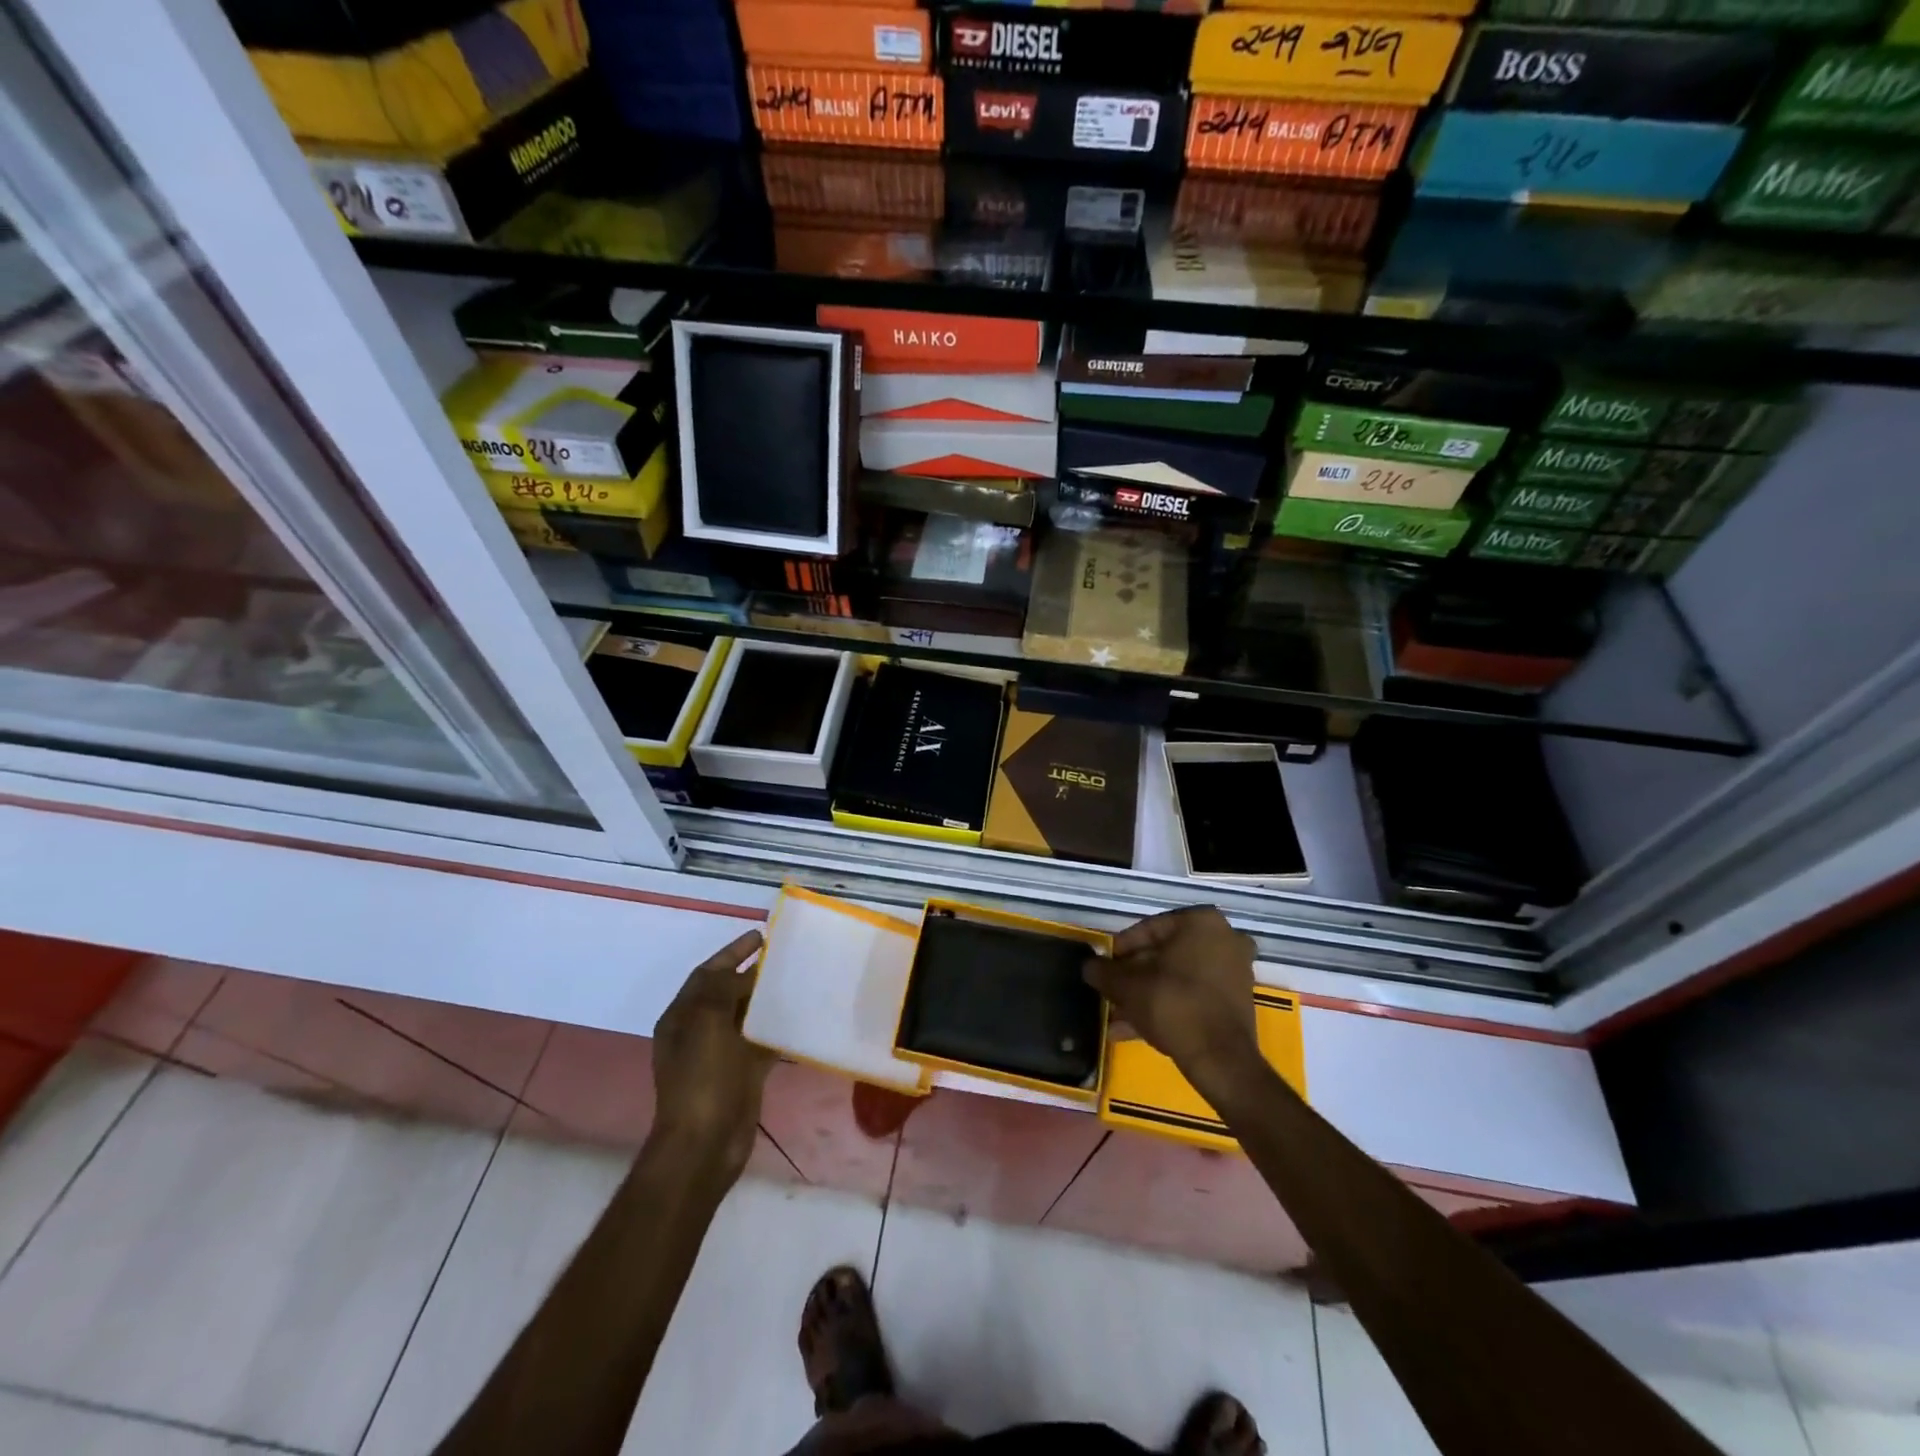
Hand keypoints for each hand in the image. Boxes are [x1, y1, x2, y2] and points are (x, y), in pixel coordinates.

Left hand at [651, 931, 774, 1180]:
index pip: (707, 973)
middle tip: (785, 956)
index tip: (759, 935)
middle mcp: (698, 1031)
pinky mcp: (742, 1074)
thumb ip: (722, 989)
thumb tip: (745, 972)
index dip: (731, 952)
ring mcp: (720, 1054)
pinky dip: (777, 1029)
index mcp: (683, 1016)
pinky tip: (799, 1019)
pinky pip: (762, 1042)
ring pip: (747, 1016)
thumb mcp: (707, 1021)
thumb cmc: (702, 1077)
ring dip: (767, 999)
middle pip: (728, 992)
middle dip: (752, 973)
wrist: (705, 1142)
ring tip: (797, 981)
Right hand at [1085, 907, 1258, 1092]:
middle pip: (1163, 955)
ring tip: (1116, 1018)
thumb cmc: (1172, 1005)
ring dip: (1146, 996)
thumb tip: (1089, 966)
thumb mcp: (1127, 986)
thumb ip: (1103, 971)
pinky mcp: (1236, 1001)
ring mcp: (1234, 971)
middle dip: (1133, 978)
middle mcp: (1224, 938)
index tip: (1103, 969)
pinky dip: (1167, 1007)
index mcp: (1200, 922)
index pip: (1147, 929)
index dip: (1119, 951)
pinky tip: (1135, 1030)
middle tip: (1110, 994)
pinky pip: (1192, 995)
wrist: (1220, 1059)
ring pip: (1177, 978)